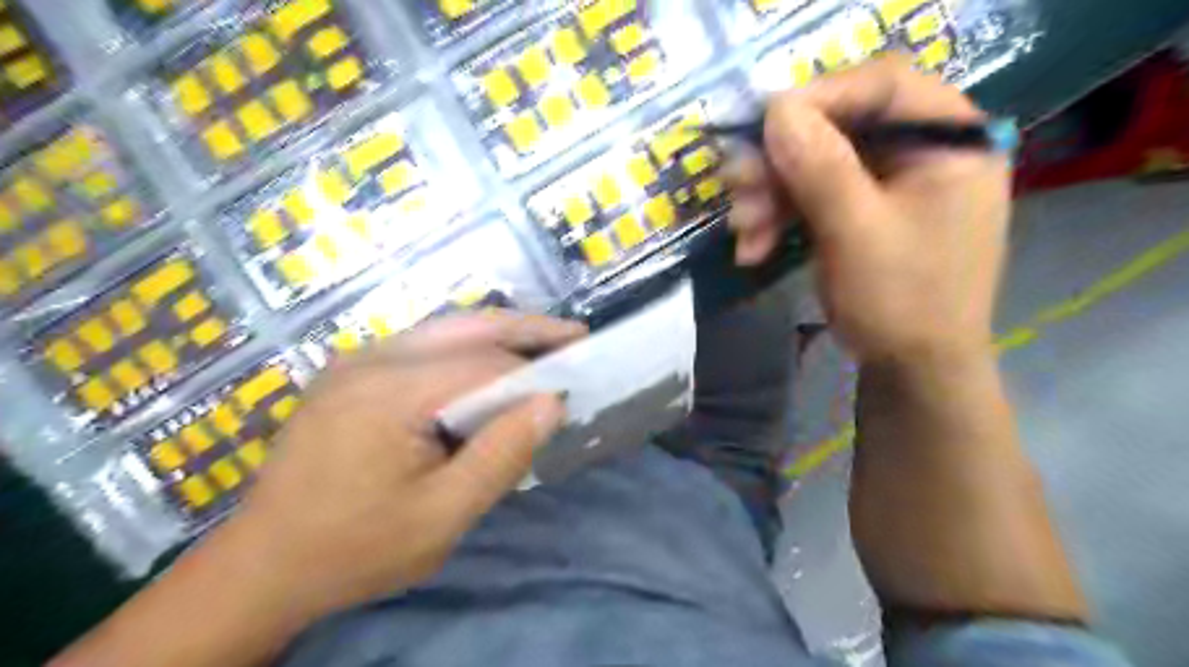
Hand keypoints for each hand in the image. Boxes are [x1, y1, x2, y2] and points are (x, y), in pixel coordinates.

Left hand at [222, 315, 584, 617]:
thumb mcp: (441, 517)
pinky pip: (423, 347)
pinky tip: (490, 365)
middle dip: (525, 328)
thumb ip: (500, 457)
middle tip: (574, 336)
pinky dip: (466, 349)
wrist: (264, 565)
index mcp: (389, 392)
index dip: (533, 372)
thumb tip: (551, 403)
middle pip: (466, 327)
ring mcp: (356, 360)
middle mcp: (371, 359)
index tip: (574, 383)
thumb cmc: (356, 548)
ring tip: (543, 344)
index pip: (483, 365)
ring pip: (444, 330)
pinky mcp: (351, 372)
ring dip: (497, 335)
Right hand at [724, 54, 1011, 363]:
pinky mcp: (861, 212)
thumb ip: (820, 167)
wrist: (911, 371)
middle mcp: (920, 151)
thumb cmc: (903, 302)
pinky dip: (779, 219)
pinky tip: (752, 248)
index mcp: (949, 141)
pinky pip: (812, 197)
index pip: (883, 84)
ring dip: (770, 196)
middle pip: (839, 127)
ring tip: (741, 231)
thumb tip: (776, 109)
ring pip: (816, 164)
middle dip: (780, 161)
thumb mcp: (857, 233)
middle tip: (735, 186)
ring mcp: (888, 184)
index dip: (819, 96)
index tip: (762, 125)